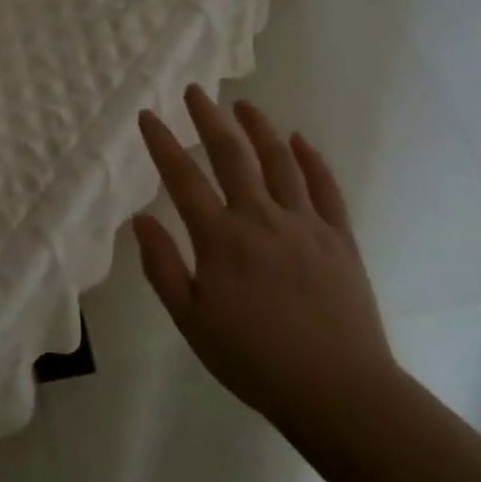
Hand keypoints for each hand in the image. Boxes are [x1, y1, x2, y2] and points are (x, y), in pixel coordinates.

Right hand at [134, 86, 396, 430]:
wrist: (337, 390)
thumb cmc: (253, 360)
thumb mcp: (191, 321)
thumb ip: (163, 267)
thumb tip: (141, 220)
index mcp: (220, 239)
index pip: (183, 178)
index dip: (162, 143)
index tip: (148, 115)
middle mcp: (261, 218)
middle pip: (232, 155)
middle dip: (209, 118)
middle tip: (196, 91)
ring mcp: (304, 224)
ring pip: (280, 161)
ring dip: (259, 128)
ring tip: (244, 105)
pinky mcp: (339, 238)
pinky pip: (325, 188)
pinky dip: (312, 160)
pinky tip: (301, 141)